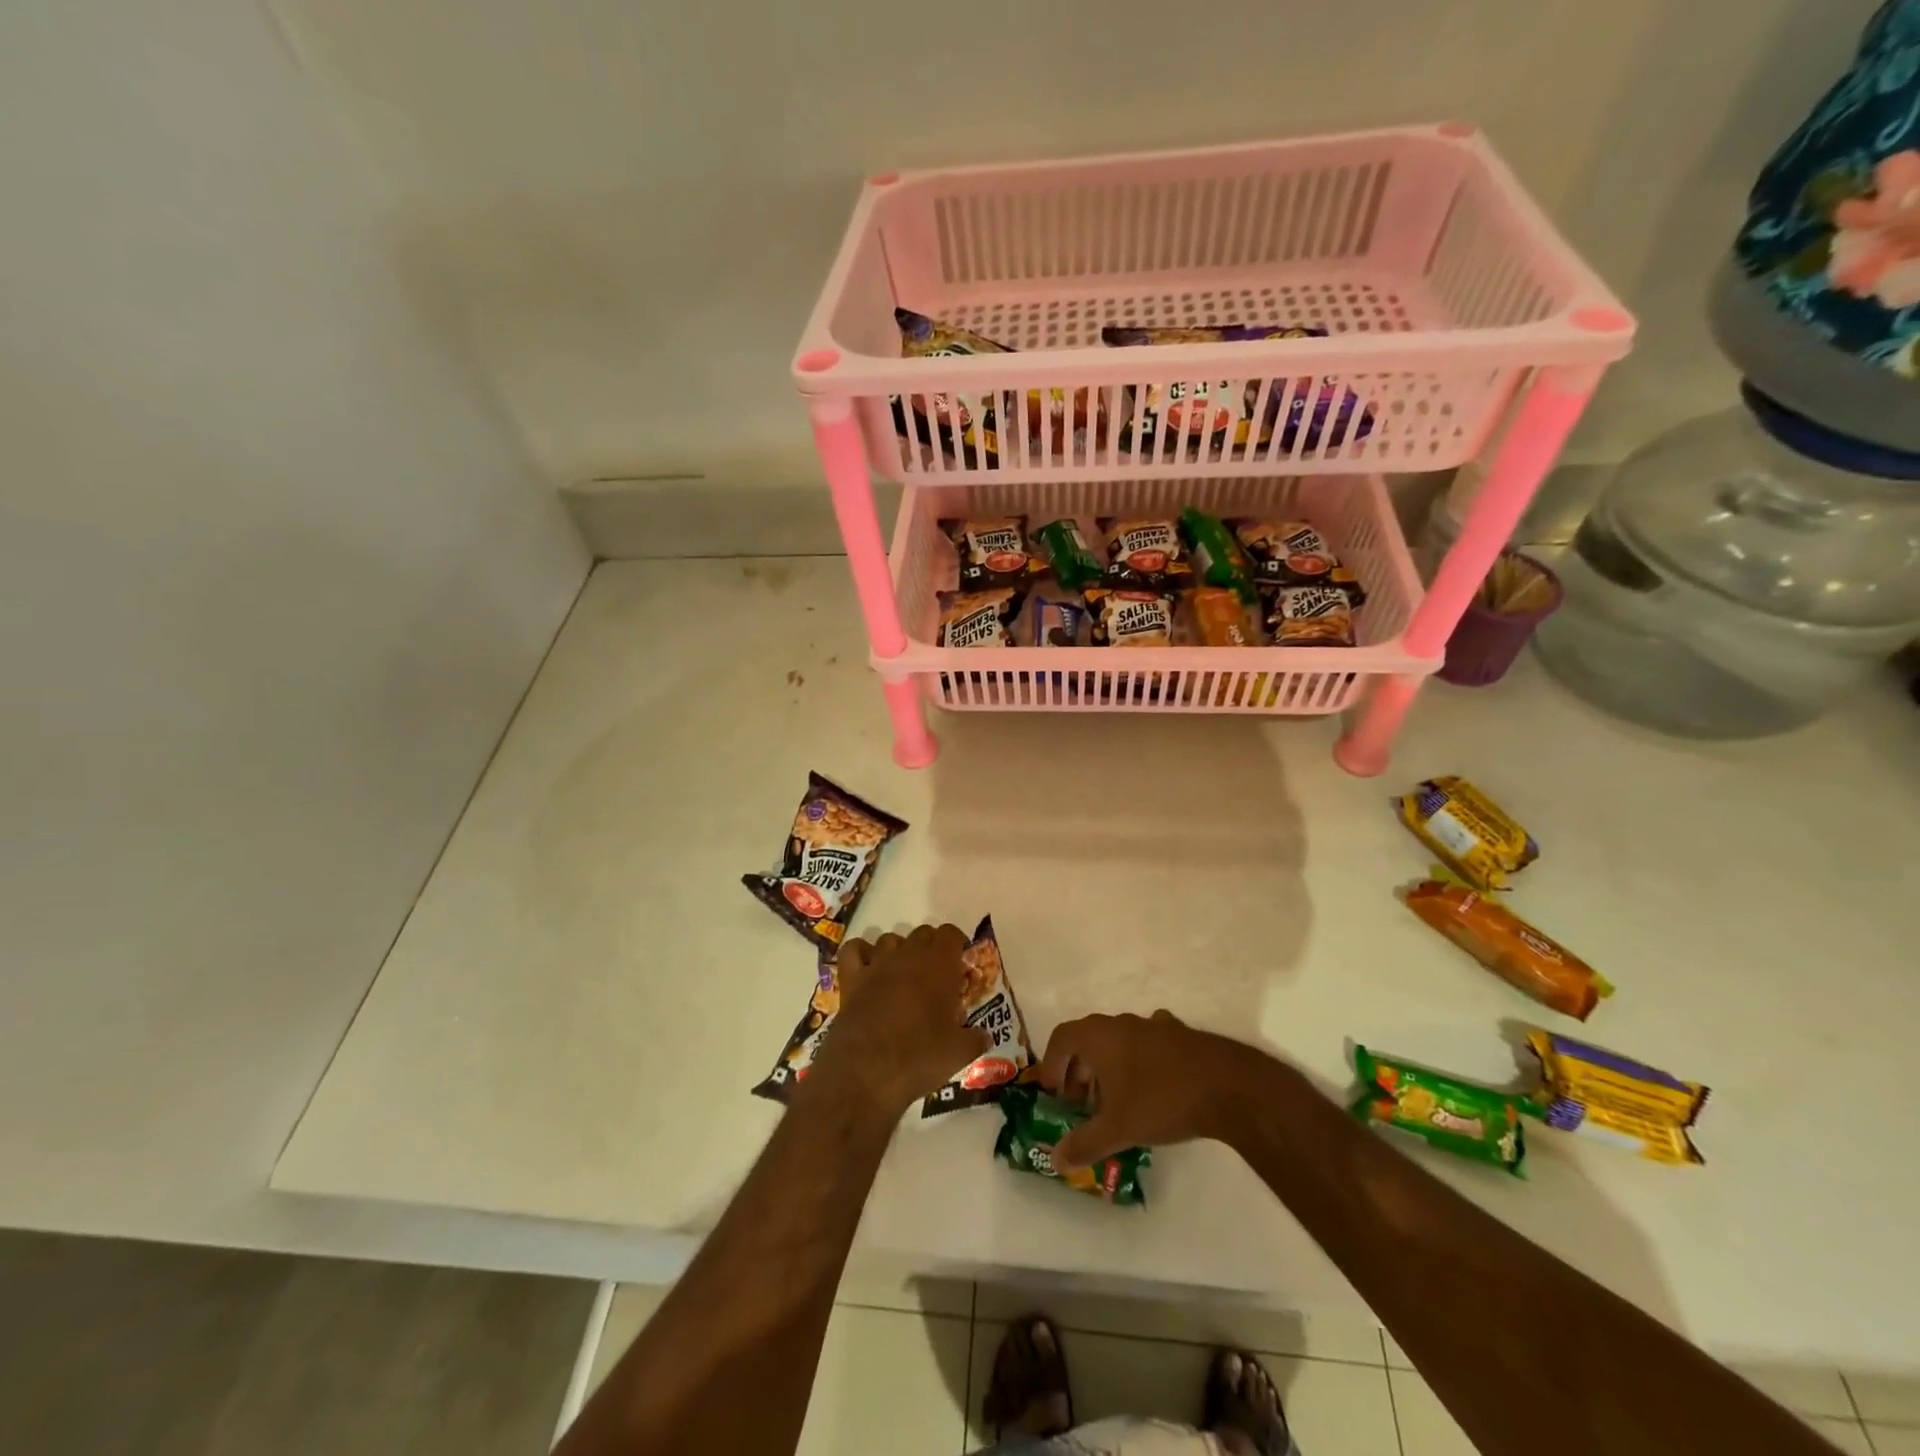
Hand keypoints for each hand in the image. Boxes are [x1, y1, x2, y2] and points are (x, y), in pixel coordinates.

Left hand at [808, 924, 991, 1114]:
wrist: (866, 1072)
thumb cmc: (919, 1058)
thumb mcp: (959, 1053)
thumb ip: (976, 1039)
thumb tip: (984, 1036)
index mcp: (939, 966)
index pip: (950, 934)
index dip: (956, 944)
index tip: (960, 964)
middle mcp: (908, 955)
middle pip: (923, 933)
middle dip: (931, 948)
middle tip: (936, 975)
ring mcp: (877, 964)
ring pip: (890, 939)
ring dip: (900, 950)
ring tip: (904, 975)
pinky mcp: (851, 978)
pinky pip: (854, 950)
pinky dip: (861, 953)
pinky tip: (868, 968)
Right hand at [1038, 1011, 1261, 1170]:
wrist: (1227, 1085)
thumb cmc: (1161, 1100)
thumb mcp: (1117, 1128)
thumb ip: (1084, 1143)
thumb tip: (1055, 1159)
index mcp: (1099, 1035)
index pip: (1061, 1038)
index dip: (1052, 1065)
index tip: (1054, 1094)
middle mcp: (1120, 1022)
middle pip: (1087, 1039)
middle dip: (1079, 1070)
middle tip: (1081, 1104)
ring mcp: (1152, 1024)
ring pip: (1117, 1042)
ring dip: (1108, 1067)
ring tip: (1115, 1101)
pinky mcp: (1178, 1034)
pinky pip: (1146, 1044)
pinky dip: (1138, 1062)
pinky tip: (1150, 1087)